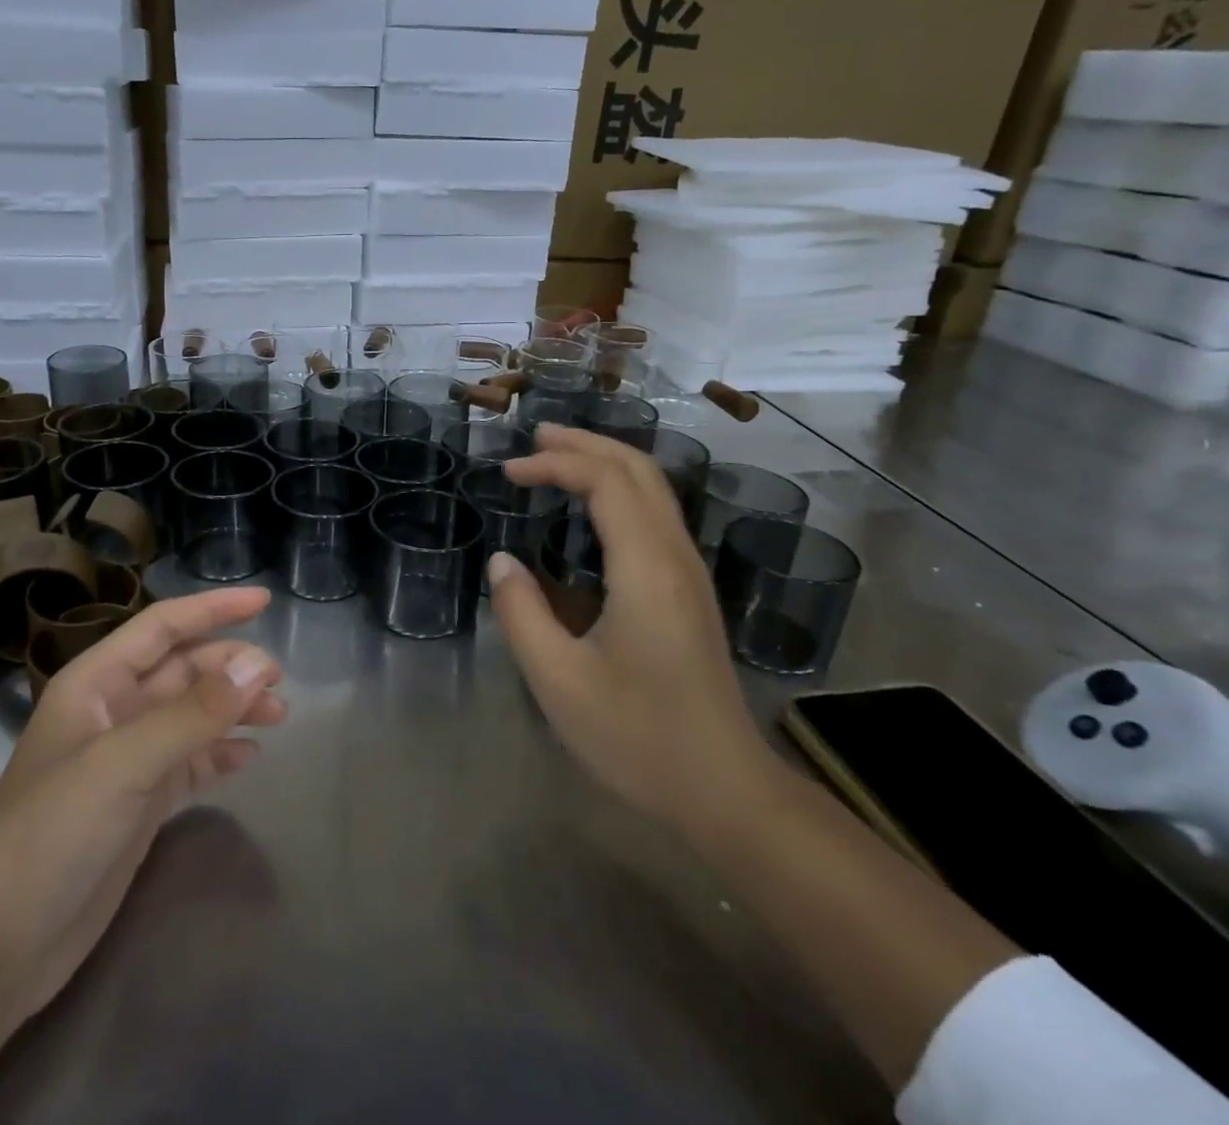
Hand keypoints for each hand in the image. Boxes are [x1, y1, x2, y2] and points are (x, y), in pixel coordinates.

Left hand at [0, 588, 286, 1027]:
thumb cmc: (50, 835)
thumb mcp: (123, 764)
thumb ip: (193, 713)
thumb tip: (258, 664)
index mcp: (96, 683)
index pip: (162, 626)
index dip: (212, 609)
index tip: (264, 600)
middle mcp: (112, 712)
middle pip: (183, 670)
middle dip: (230, 667)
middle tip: (278, 680)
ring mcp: (126, 761)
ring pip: (191, 715)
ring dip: (233, 709)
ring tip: (278, 715)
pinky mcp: (138, 805)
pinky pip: (190, 761)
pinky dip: (220, 753)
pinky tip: (249, 757)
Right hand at [489, 425, 780, 835]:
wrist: (726, 789)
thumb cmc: (639, 737)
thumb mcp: (559, 682)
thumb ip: (521, 614)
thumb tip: (502, 562)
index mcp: (646, 569)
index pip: (605, 481)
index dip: (555, 464)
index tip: (509, 473)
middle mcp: (675, 556)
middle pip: (638, 470)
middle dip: (585, 445)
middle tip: (534, 438)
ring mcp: (689, 572)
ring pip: (653, 489)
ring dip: (605, 462)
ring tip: (557, 458)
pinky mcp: (690, 591)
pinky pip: (656, 515)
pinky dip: (619, 490)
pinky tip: (591, 508)